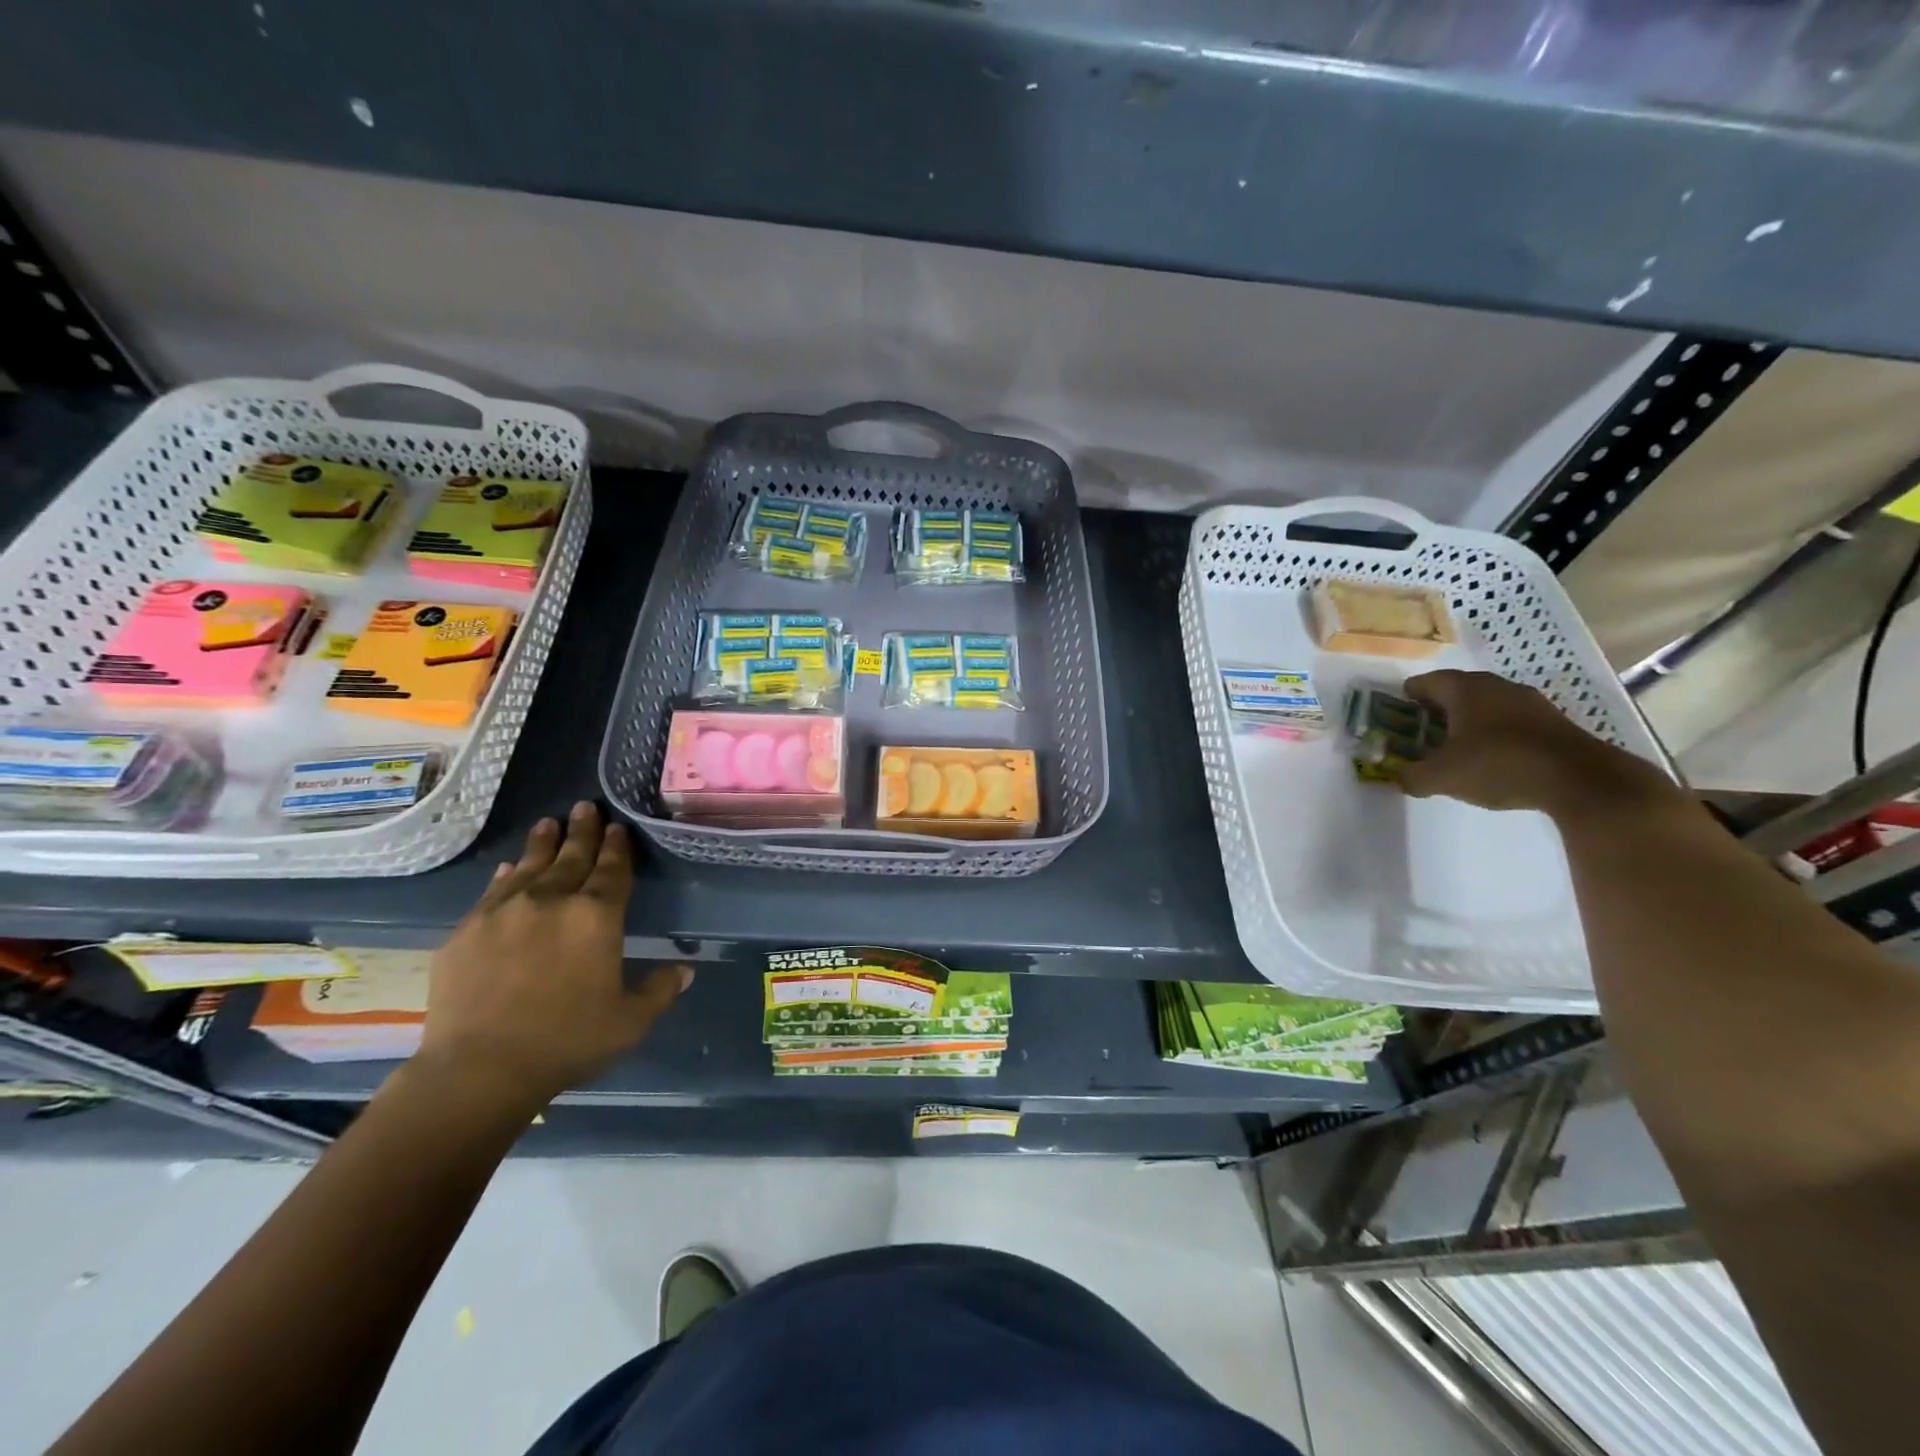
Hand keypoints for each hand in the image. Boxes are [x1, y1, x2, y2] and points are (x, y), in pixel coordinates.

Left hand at [415, 802, 689, 1113]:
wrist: (479, 1069)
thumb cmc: (566, 1042)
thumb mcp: (630, 1022)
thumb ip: (660, 991)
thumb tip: (685, 971)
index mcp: (597, 917)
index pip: (613, 870)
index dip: (617, 847)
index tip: (617, 827)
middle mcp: (553, 901)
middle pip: (572, 857)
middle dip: (582, 831)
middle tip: (585, 806)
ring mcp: (504, 911)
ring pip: (530, 866)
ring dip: (543, 843)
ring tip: (549, 823)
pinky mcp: (467, 930)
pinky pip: (494, 891)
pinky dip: (507, 875)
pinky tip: (510, 868)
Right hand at [1397, 670, 1675, 817]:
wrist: (1580, 780)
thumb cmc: (1498, 765)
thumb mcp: (1442, 777)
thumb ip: (1412, 776)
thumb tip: (1400, 777)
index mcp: (1464, 689)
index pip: (1425, 682)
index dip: (1407, 697)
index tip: (1397, 712)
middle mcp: (1496, 686)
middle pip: (1456, 691)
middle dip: (1437, 709)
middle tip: (1421, 730)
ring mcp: (1529, 702)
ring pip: (1487, 704)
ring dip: (1468, 720)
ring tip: (1455, 745)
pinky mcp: (1552, 721)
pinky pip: (1510, 720)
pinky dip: (1495, 732)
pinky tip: (1491, 756)